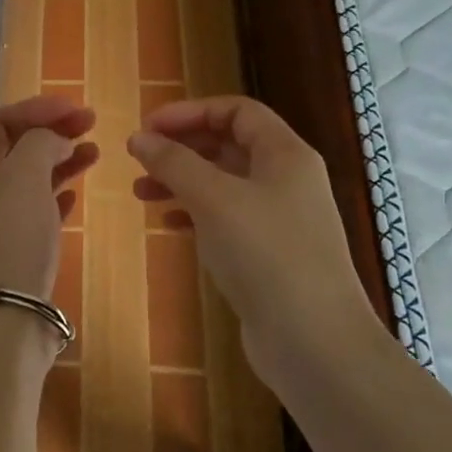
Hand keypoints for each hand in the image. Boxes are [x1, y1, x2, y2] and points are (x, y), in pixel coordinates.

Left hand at [0, 95, 97, 299]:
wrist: (2, 320)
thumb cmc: (8, 240)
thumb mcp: (21, 177)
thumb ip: (40, 144)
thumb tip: (54, 140)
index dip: (35, 108)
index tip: (74, 107)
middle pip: (13, 148)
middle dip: (50, 131)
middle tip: (90, 124)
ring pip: (28, 179)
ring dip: (59, 160)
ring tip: (94, 152)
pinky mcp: (14, 251)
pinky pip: (36, 211)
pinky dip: (56, 195)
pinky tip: (75, 194)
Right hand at [128, 97, 371, 360]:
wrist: (313, 340)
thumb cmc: (265, 254)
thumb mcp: (213, 198)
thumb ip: (173, 163)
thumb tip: (139, 138)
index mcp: (285, 154)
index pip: (237, 111)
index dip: (190, 112)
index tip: (147, 128)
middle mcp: (286, 180)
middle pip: (228, 145)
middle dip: (181, 147)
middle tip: (139, 159)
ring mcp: (279, 219)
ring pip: (223, 184)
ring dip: (181, 181)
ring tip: (141, 193)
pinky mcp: (268, 254)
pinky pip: (225, 218)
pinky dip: (194, 213)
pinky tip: (169, 224)